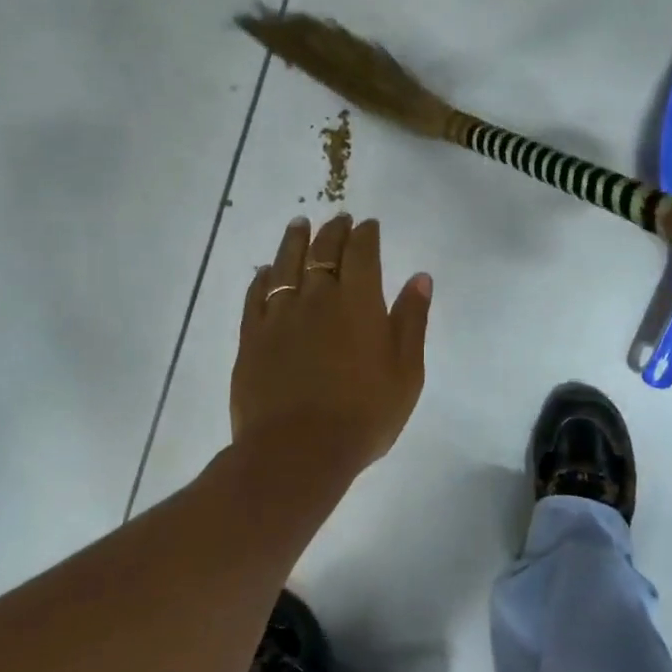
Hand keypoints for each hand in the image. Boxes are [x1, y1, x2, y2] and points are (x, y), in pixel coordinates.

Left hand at [232, 214, 432, 476]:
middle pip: (323, 251)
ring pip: (285, 265)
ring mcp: (279, 316)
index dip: (365, 234)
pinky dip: (262, 277)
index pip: (361, 253)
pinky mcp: (251, 338)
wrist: (297, 452)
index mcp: (358, 302)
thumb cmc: (364, 414)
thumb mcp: (406, 371)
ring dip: (294, 241)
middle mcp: (317, 298)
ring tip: (299, 224)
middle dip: (333, 231)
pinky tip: (265, 271)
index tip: (368, 224)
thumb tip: (420, 277)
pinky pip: (255, 296)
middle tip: (338, 219)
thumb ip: (411, 320)